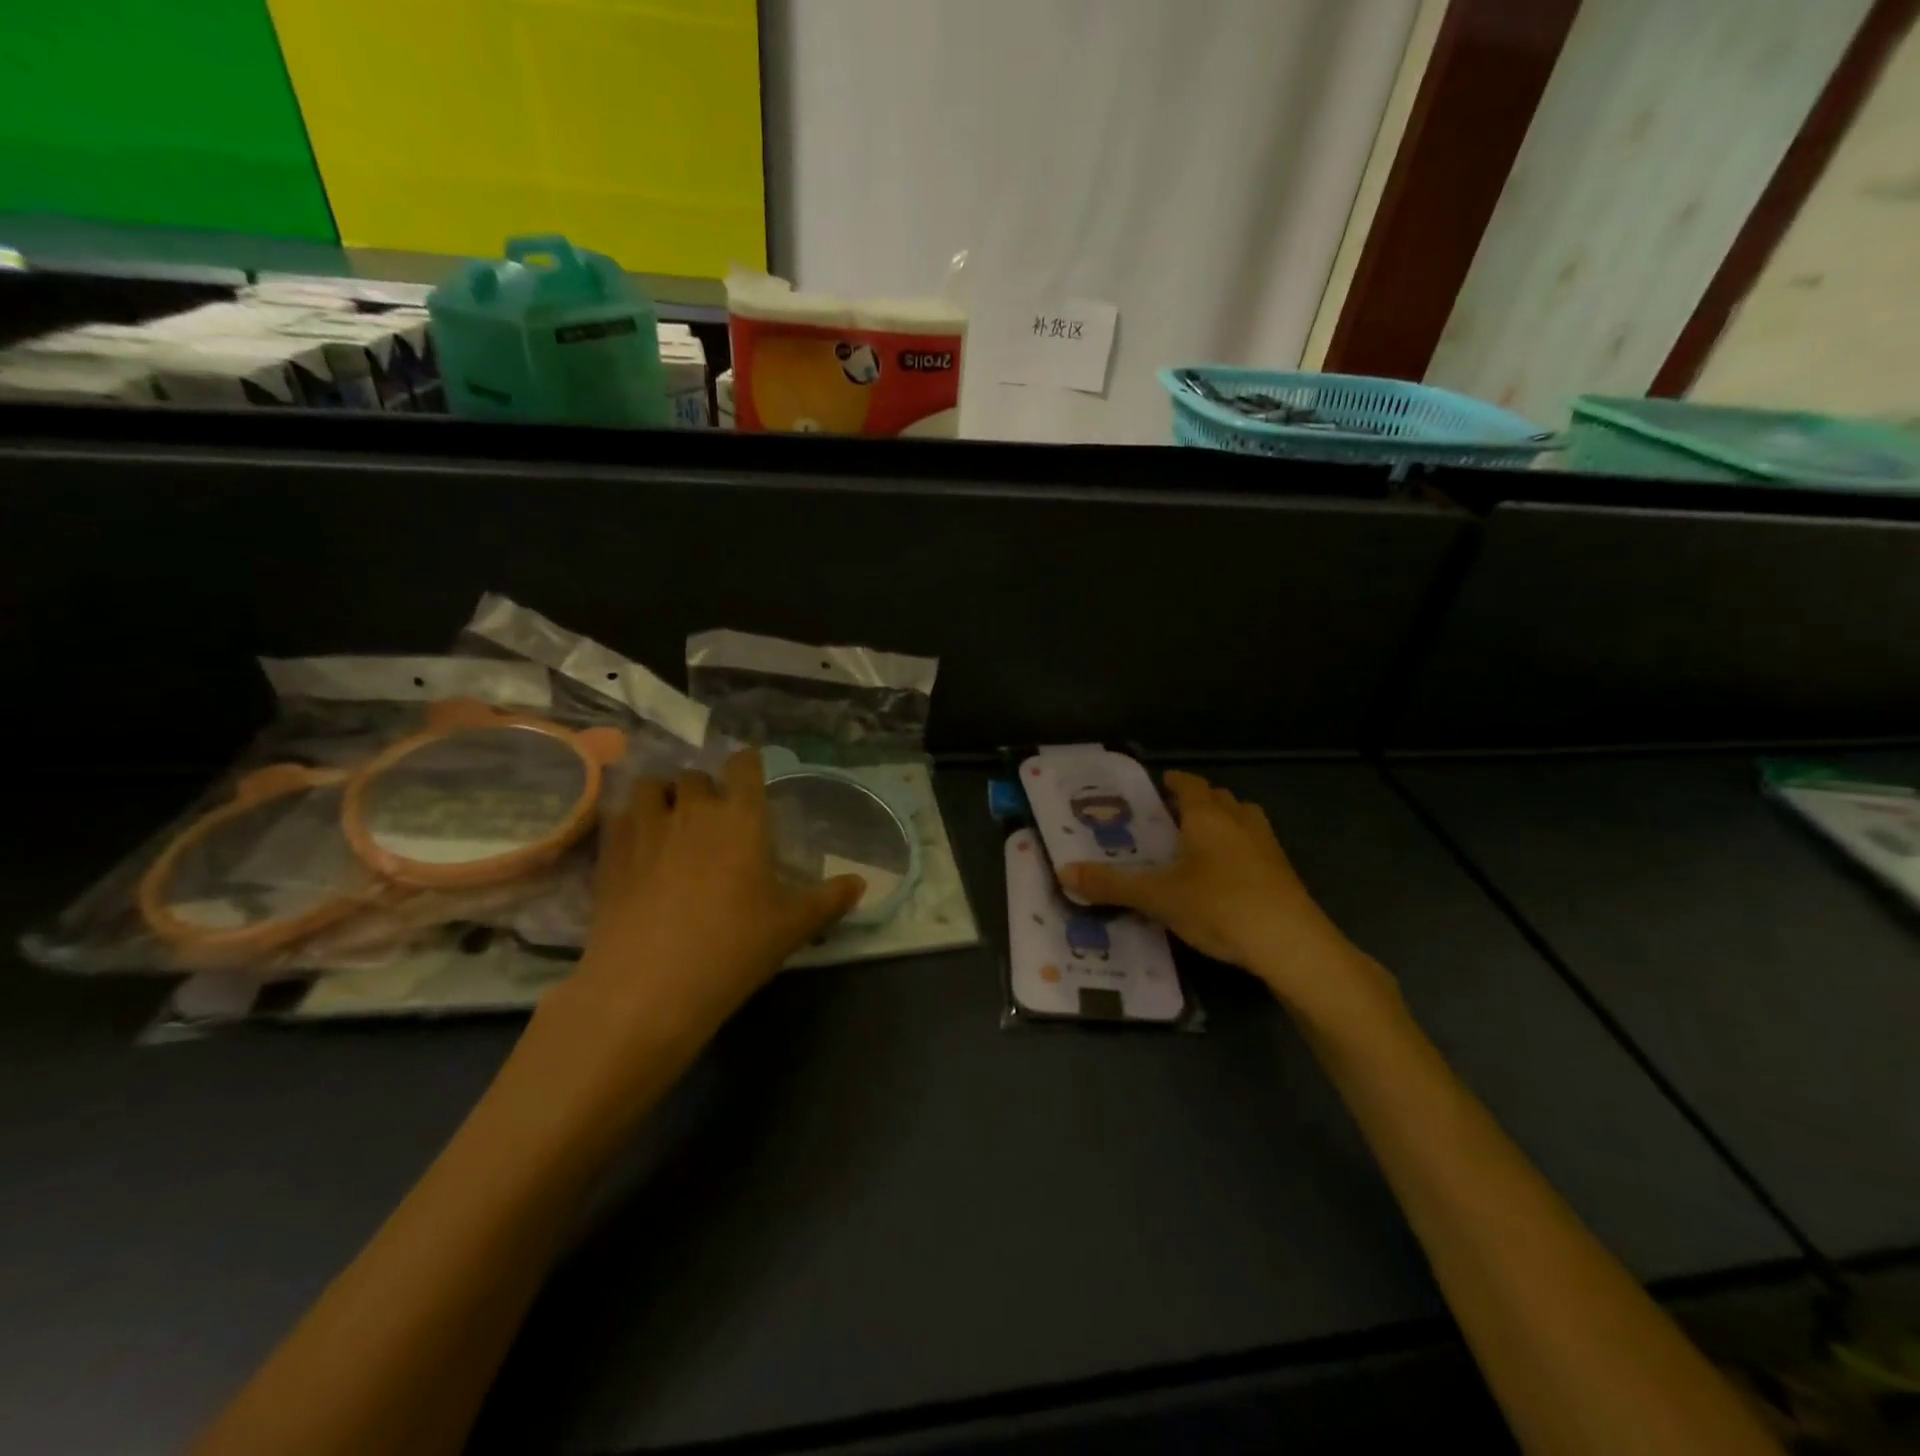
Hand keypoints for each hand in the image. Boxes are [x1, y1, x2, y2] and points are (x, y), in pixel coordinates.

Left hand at [556, 749, 864, 1041]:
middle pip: (695, 775)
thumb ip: (829, 900)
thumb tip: (860, 884)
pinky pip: (618, 817)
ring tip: (670, 820)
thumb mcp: (793, 926)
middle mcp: (693, 810)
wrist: (650, 986)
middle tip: (715, 817)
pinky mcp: (609, 854)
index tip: (751, 779)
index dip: (748, 764)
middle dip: (706, 788)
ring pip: (650, 787)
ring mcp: (645, 829)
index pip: (744, 764)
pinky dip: (629, 822)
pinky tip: (636, 846)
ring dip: (663, 796)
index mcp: (741, 817)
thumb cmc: (734, 947)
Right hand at [1059, 771, 1397, 1030]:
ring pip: (1242, 819)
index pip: (1189, 784)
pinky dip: (1239, 850)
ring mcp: (1267, 845)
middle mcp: (1239, 821)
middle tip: (1168, 820)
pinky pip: (1256, 846)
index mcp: (1207, 816)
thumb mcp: (1157, 897)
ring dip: (1222, 823)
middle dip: (1195, 802)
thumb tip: (1064, 872)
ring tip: (1198, 845)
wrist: (1290, 944)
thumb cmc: (1218, 906)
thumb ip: (1111, 885)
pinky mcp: (1284, 872)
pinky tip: (1226, 878)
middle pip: (1217, 798)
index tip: (1156, 787)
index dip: (1172, 782)